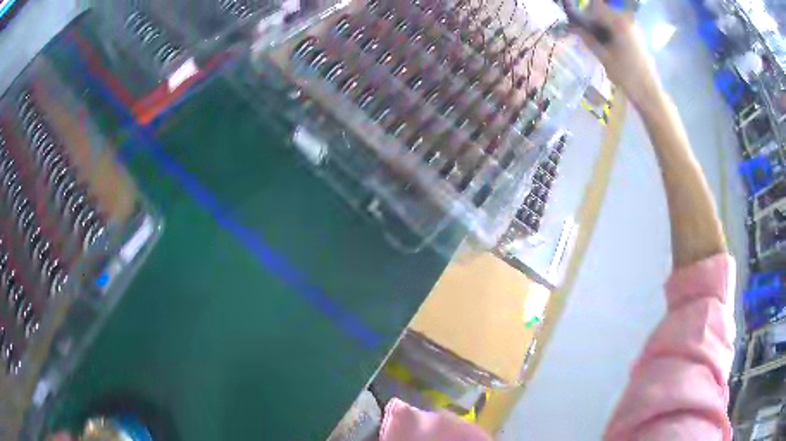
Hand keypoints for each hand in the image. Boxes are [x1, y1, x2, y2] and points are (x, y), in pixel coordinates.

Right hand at [572, 2, 661, 109]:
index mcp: (618, 22)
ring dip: (601, 27)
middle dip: (592, 20)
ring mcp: (634, 29)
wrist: (649, 93)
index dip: (583, 15)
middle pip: (603, 12)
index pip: (594, 8)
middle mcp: (627, 21)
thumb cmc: (626, 75)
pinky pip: (619, 28)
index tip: (576, 25)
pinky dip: (610, 32)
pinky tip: (608, 46)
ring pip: (611, 20)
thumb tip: (573, 27)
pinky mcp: (637, 38)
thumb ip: (587, 38)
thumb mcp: (603, 56)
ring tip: (596, 41)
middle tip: (585, 34)